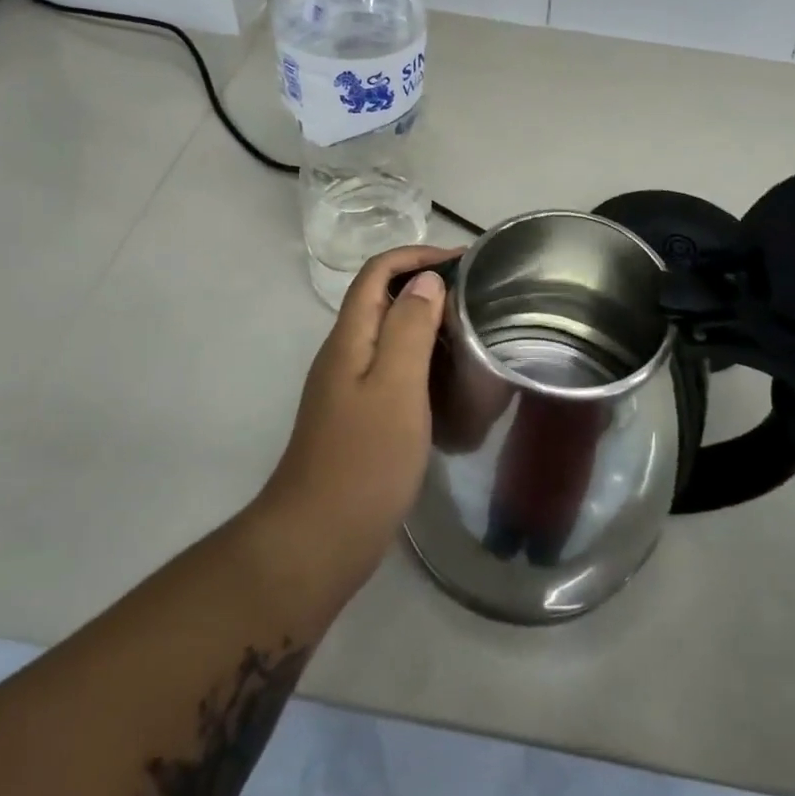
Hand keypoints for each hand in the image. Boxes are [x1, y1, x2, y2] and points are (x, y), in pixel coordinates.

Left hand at [258, 244, 456, 587]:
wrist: (318, 541)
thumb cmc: (363, 460)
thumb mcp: (395, 387)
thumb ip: (409, 329)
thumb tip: (427, 281)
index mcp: (350, 339)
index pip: (377, 272)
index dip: (416, 255)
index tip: (463, 261)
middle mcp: (345, 354)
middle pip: (381, 298)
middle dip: (426, 284)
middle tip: (476, 295)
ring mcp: (349, 388)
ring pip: (389, 334)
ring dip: (426, 321)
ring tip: (472, 331)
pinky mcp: (360, 417)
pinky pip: (393, 369)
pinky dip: (423, 358)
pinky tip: (451, 379)